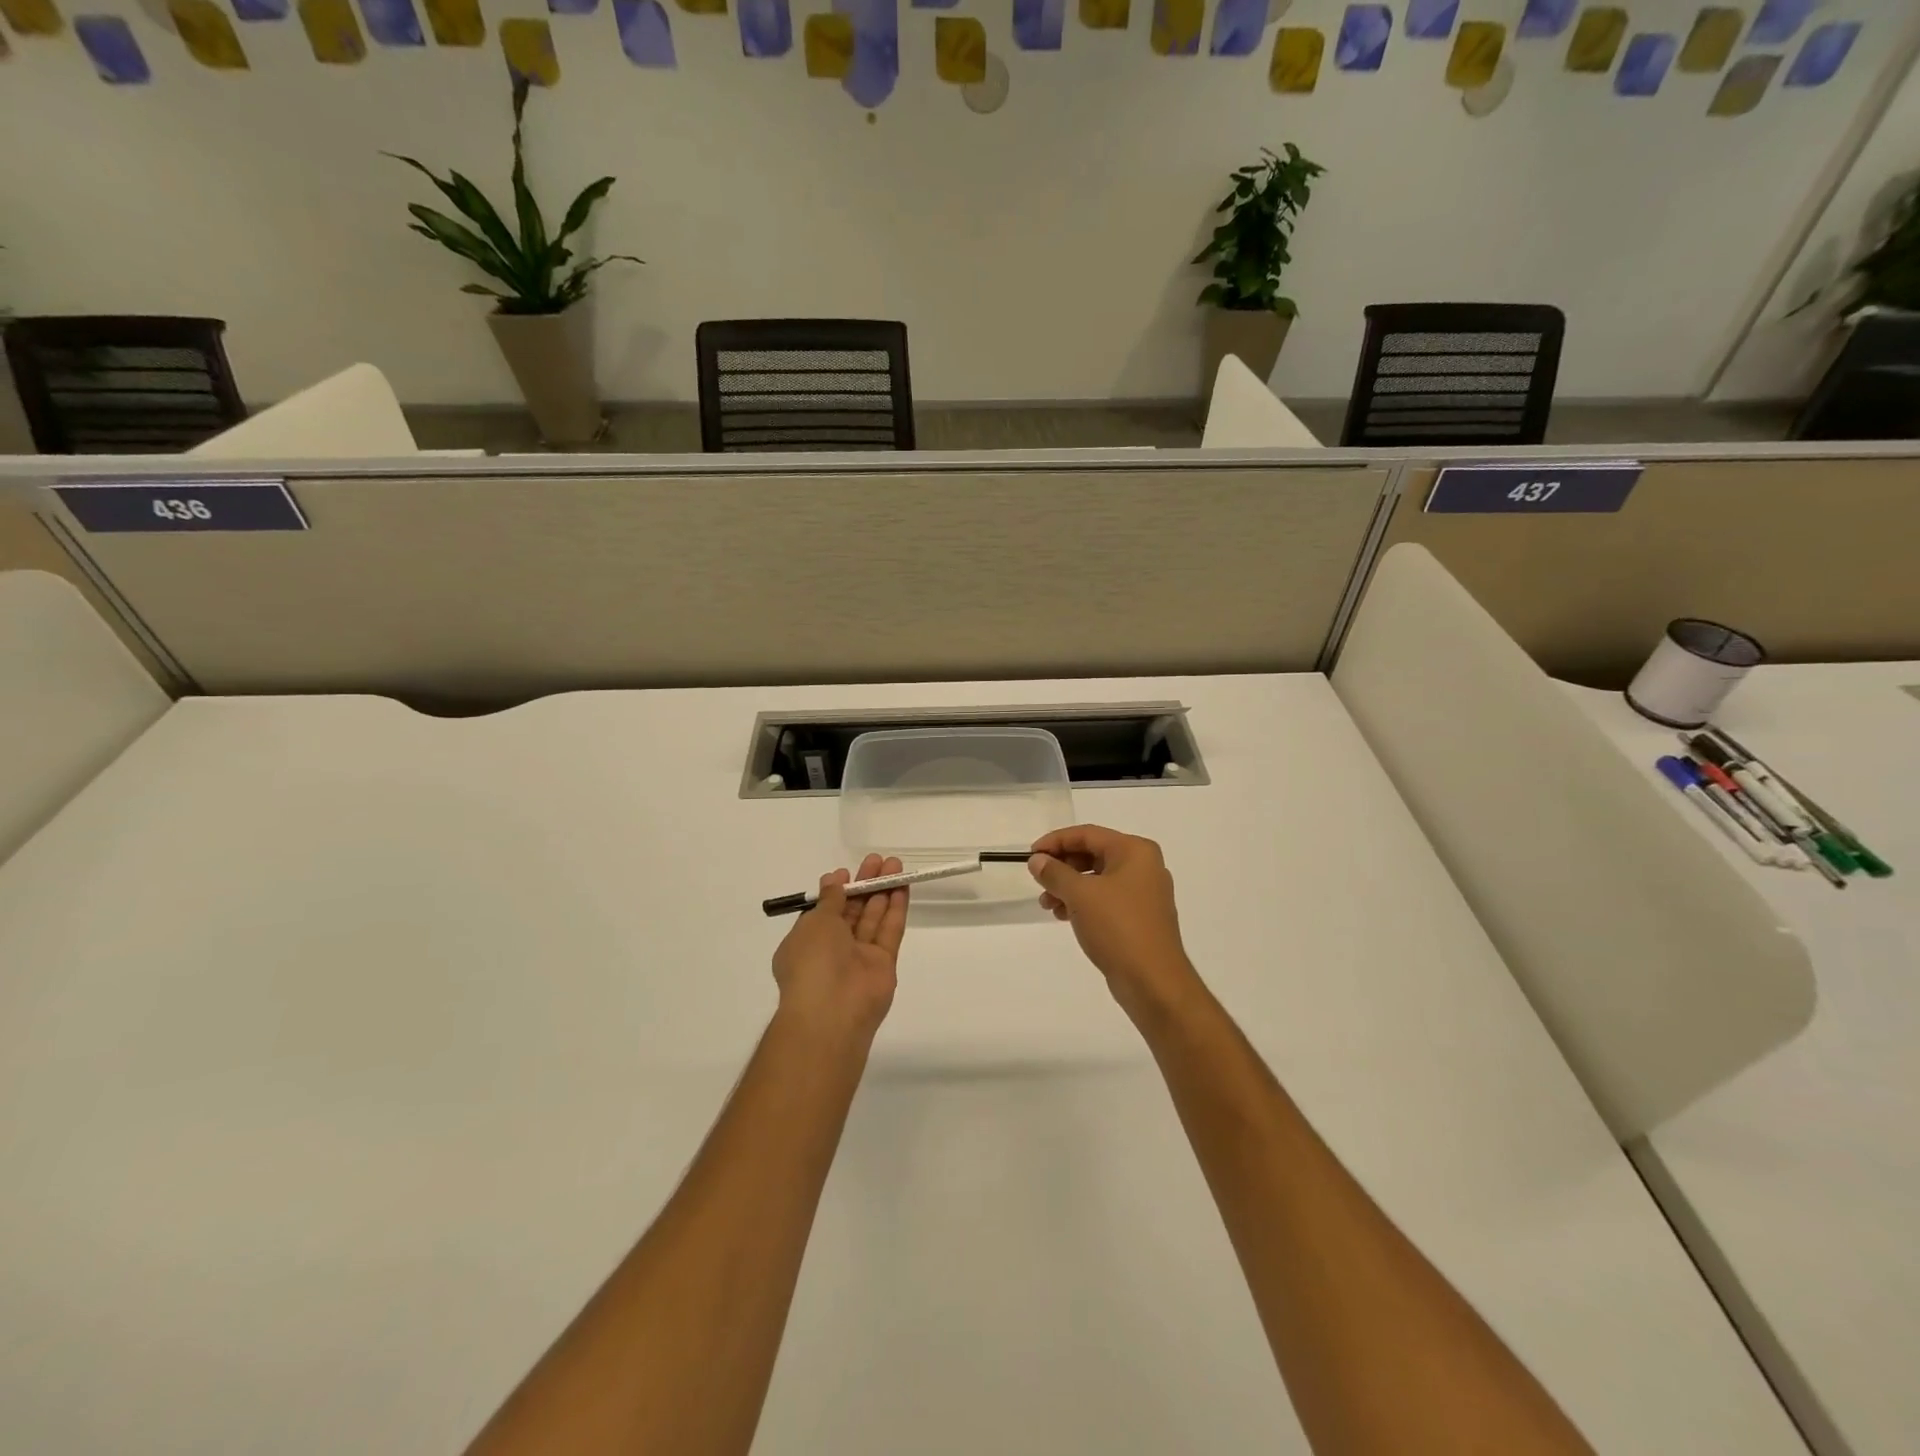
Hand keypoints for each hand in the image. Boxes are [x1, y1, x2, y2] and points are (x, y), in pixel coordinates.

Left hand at [772, 853, 906, 1040]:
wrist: (832, 1011)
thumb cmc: (812, 962)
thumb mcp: (814, 922)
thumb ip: (830, 900)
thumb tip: (834, 879)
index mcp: (807, 941)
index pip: (825, 911)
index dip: (838, 890)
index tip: (848, 871)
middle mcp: (833, 949)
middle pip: (853, 910)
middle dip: (866, 884)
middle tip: (880, 860)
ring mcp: (860, 957)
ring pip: (874, 918)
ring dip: (884, 891)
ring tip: (896, 865)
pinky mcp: (884, 964)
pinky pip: (890, 931)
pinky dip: (895, 909)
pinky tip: (902, 887)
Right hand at [1028, 826, 1200, 1022]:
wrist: (1153, 981)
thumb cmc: (1118, 927)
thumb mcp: (1080, 895)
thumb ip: (1055, 873)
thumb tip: (1037, 860)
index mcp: (1135, 851)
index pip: (1088, 834)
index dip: (1056, 841)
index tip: (1031, 855)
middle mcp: (1144, 866)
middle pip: (1093, 854)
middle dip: (1062, 867)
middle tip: (1038, 881)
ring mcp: (1144, 893)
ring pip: (1098, 879)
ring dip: (1069, 887)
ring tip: (1048, 905)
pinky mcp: (1140, 917)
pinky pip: (1106, 899)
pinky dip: (1083, 903)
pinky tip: (1064, 916)